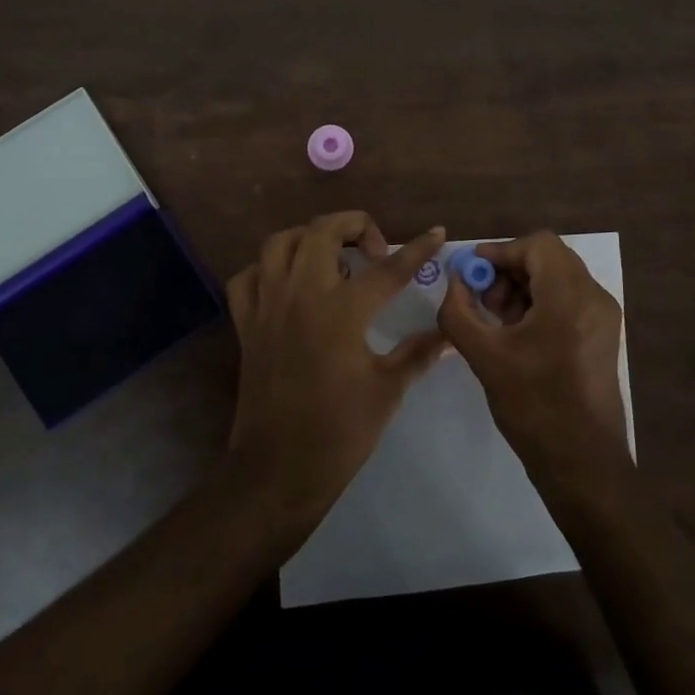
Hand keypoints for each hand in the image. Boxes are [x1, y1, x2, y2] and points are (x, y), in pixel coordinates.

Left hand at [223, 211, 447, 525]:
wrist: (278, 470)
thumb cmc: (339, 432)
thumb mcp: (387, 390)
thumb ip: (418, 353)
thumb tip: (449, 334)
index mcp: (342, 311)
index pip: (388, 269)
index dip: (417, 249)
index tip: (436, 232)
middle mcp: (301, 295)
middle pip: (323, 231)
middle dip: (354, 225)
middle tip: (375, 250)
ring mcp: (267, 305)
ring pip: (280, 243)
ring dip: (309, 237)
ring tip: (332, 256)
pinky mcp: (246, 323)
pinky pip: (248, 276)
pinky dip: (267, 269)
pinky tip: (288, 283)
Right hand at [437, 231, 628, 479]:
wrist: (583, 463)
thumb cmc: (533, 406)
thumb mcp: (484, 356)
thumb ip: (458, 311)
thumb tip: (455, 283)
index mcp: (570, 297)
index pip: (537, 244)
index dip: (500, 251)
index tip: (472, 273)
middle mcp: (594, 298)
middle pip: (548, 258)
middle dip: (510, 271)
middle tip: (482, 300)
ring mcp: (604, 317)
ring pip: (559, 278)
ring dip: (523, 287)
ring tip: (497, 321)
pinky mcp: (603, 336)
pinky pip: (569, 300)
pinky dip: (541, 304)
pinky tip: (517, 335)